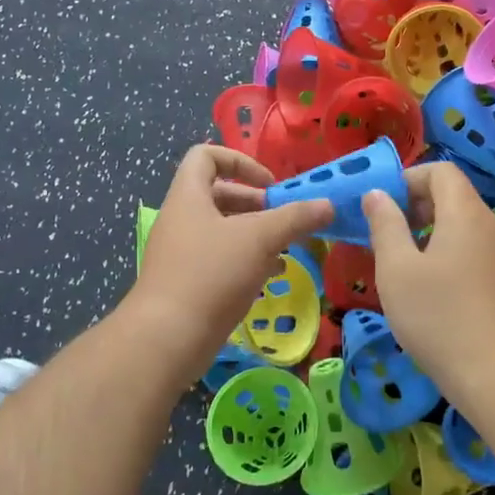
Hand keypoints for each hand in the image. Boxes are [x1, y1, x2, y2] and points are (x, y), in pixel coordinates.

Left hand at [128, 145, 332, 368]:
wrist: (166, 338)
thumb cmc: (211, 274)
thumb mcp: (260, 239)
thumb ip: (296, 218)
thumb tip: (328, 204)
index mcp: (189, 196)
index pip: (206, 156)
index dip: (240, 161)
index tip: (270, 185)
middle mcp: (181, 218)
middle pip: (219, 193)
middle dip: (256, 203)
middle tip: (284, 219)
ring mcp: (182, 252)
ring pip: (223, 229)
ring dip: (255, 233)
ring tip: (285, 248)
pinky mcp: (187, 282)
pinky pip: (219, 258)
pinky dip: (246, 259)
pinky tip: (271, 275)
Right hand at [361, 162, 494, 391]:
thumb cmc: (439, 316)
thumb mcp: (397, 269)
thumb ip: (385, 225)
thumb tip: (376, 194)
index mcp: (466, 213)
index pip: (441, 170)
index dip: (409, 179)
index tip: (383, 207)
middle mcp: (492, 226)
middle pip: (454, 197)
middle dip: (417, 206)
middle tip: (387, 236)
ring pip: (464, 227)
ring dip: (432, 234)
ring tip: (404, 266)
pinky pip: (475, 252)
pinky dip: (450, 255)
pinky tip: (433, 292)